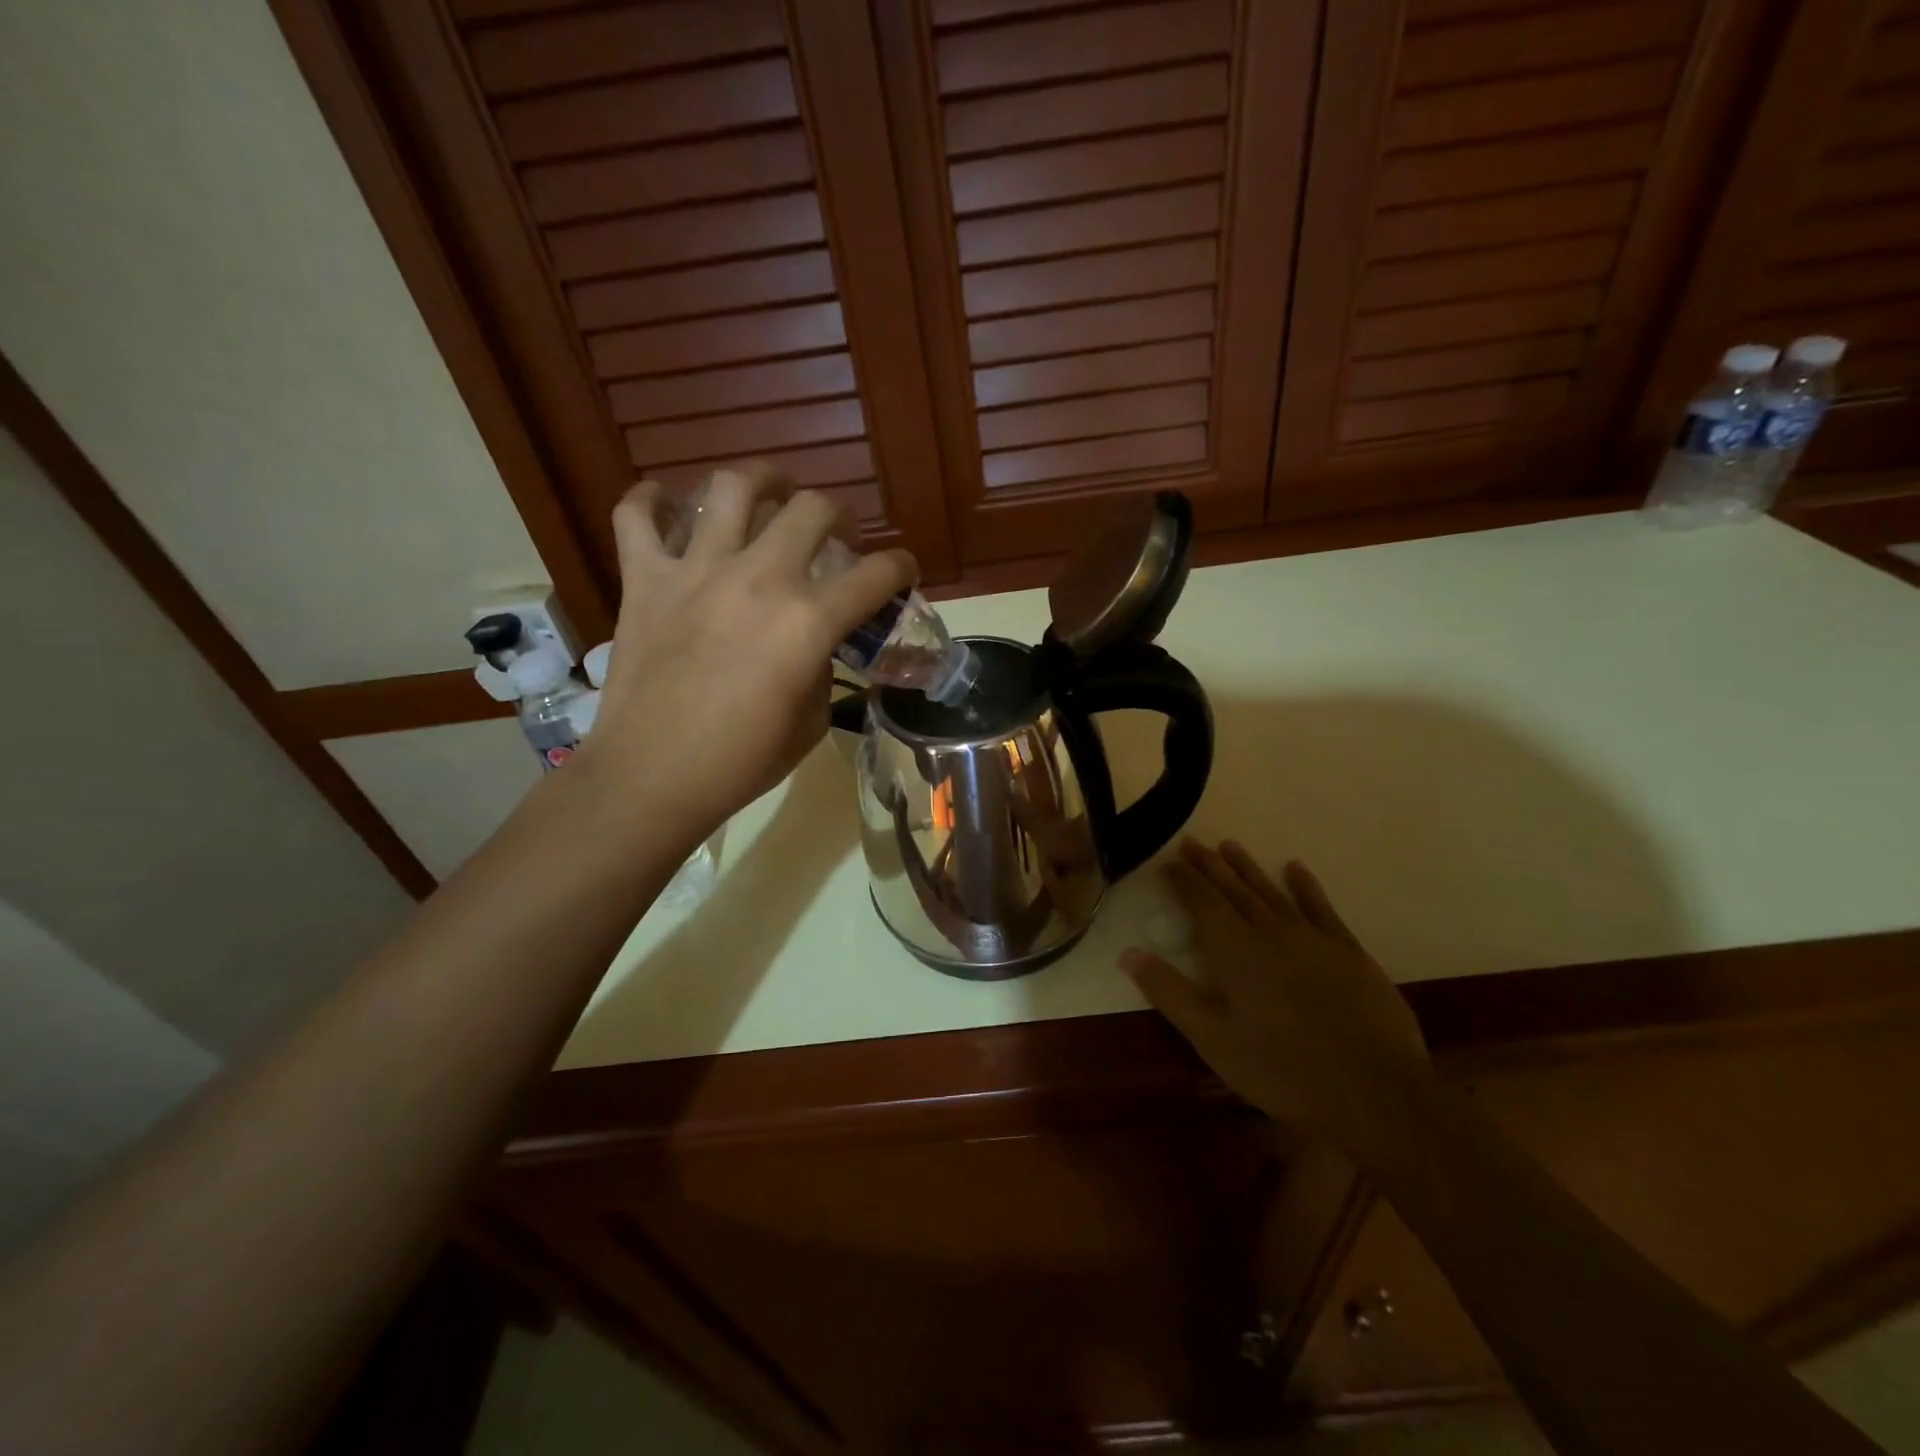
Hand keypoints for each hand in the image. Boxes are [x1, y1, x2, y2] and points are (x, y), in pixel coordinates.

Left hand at [581, 465, 914, 830]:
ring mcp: (696, 571)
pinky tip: (665, 503)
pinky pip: (636, 515)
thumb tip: (818, 649)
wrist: (653, 777)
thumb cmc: (742, 762)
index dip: (901, 567)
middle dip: (837, 514)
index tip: (902, 572)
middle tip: (834, 534)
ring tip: (767, 491)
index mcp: (809, 620)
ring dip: (760, 480)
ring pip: (731, 488)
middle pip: (812, 508)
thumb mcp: (811, 723)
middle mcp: (759, 578)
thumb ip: (823, 671)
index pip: (877, 574)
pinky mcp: (644, 579)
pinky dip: (650, 500)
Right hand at [1123, 839, 1430, 1133]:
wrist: (1374, 1091)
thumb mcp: (1212, 1038)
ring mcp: (1312, 938)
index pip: (1201, 902)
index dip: (1183, 880)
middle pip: (1233, 889)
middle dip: (1209, 866)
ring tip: (1229, 846)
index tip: (1167, 862)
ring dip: (1248, 868)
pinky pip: (1320, 907)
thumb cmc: (1281, 1069)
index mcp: (1234, 950)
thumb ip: (1169, 992)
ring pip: (1271, 892)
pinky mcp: (1348, 951)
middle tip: (1192, 842)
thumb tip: (1128, 953)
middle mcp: (1269, 931)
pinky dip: (1305, 886)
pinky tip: (1295, 868)